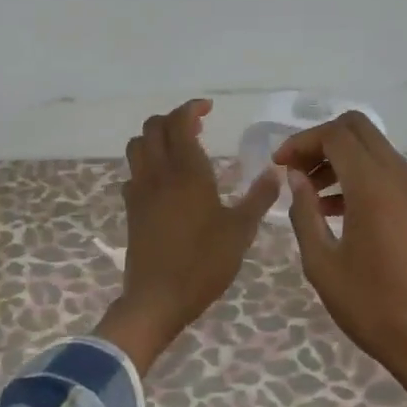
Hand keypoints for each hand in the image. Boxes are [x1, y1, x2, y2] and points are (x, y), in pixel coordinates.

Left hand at [96, 99, 279, 373]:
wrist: (157, 298)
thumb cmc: (203, 264)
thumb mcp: (240, 231)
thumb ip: (258, 198)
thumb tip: (276, 172)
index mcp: (188, 172)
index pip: (179, 122)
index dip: (191, 108)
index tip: (208, 109)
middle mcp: (158, 174)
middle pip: (153, 127)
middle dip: (173, 119)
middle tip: (197, 127)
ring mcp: (140, 191)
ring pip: (137, 147)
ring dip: (155, 138)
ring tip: (178, 150)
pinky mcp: (130, 210)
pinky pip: (133, 174)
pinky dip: (146, 166)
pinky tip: (164, 183)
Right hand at [274, 112, 406, 390]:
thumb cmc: (369, 306)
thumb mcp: (321, 263)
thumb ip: (304, 213)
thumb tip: (296, 178)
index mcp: (373, 188)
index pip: (335, 136)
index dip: (301, 142)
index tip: (279, 165)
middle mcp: (401, 178)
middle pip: (359, 130)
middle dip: (322, 142)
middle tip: (297, 172)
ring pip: (376, 150)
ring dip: (341, 160)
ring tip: (313, 196)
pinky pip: (390, 174)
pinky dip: (362, 177)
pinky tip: (340, 212)